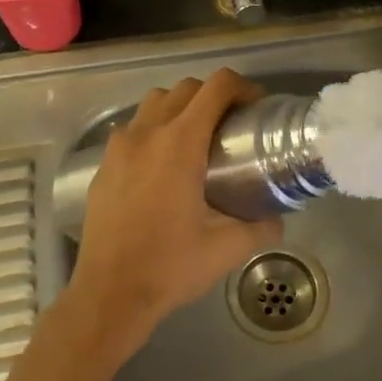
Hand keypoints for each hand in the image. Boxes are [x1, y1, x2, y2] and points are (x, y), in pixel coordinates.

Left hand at [64, 69, 283, 350]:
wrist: (110, 293)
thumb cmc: (171, 266)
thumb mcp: (228, 248)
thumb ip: (261, 227)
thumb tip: (277, 218)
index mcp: (180, 143)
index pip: (215, 88)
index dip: (241, 87)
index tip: (255, 106)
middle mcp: (147, 133)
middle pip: (185, 88)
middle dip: (213, 96)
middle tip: (231, 124)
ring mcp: (119, 147)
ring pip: (153, 102)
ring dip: (179, 107)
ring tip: (195, 138)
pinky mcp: (104, 165)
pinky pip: (132, 129)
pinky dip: (153, 129)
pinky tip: (162, 165)